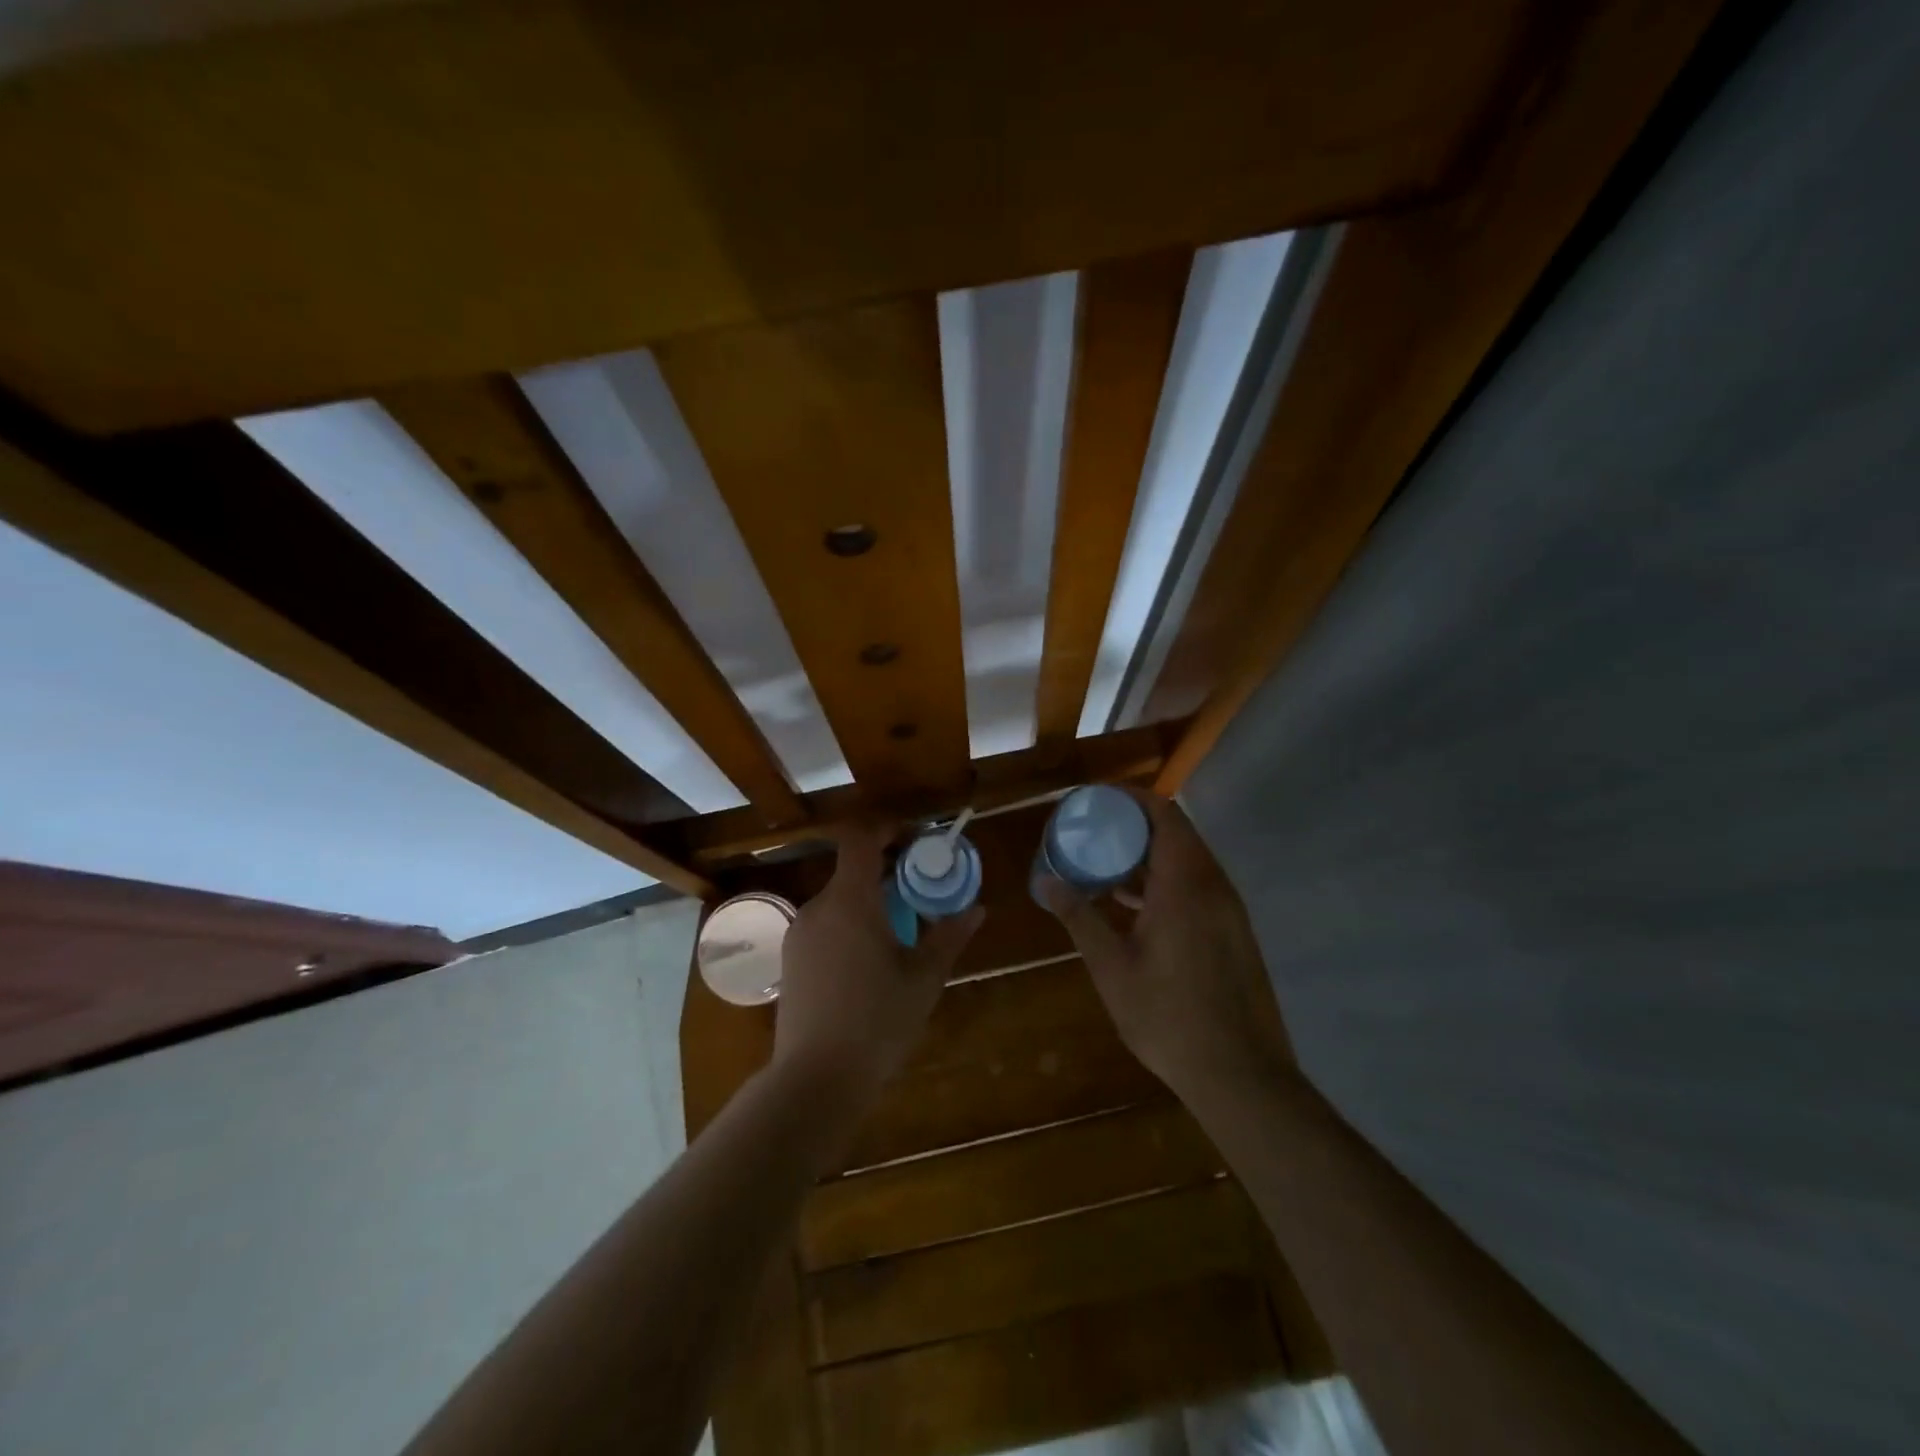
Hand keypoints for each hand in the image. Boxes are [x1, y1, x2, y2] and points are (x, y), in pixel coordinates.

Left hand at [774, 824, 983, 1100]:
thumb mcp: (924, 978)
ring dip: (868, 901)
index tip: (915, 840)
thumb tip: (976, 909)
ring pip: (838, 900)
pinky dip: (849, 925)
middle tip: (920, 890)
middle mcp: (818, 907)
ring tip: (899, 930)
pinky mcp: (790, 960)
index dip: (886, 829)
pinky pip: (825, 925)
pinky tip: (870, 961)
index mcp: (850, 900)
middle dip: (886, 871)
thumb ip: (949, 937)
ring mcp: (799, 934)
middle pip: (851, 870)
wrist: (815, 1079)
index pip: (859, 838)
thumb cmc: (877, 1021)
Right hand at [1039, 793, 1292, 1104]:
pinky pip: (1198, 886)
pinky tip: (1135, 907)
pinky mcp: (1233, 931)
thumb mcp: (1112, 966)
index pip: (1163, 814)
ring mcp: (1228, 909)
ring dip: (1150, 856)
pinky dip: (1166, 881)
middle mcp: (1213, 885)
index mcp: (1184, 883)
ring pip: (1188, 861)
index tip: (1096, 800)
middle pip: (1176, 833)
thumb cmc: (1168, 1016)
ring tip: (1106, 866)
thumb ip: (1079, 917)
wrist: (1240, 1074)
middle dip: (1134, 825)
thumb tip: (1044, 881)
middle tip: (1093, 832)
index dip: (1130, 798)